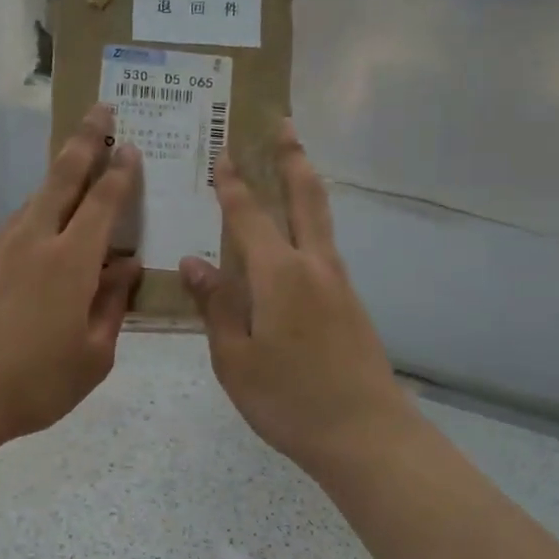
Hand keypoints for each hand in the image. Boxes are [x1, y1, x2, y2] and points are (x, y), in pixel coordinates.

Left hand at [0, 104, 142, 450]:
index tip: (129, 145)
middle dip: (84, 140)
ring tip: (76, 157)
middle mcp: (37, 242)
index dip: (119, 172)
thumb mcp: (93, 356)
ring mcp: (3, 250)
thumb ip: (112, 306)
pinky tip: (45, 216)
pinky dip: (39, 206)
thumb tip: (127, 267)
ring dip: (59, 172)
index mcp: (72, 262)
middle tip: (100, 110)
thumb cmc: (34, 382)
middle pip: (63, 178)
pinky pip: (19, 222)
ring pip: (37, 197)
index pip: (103, 203)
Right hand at [180, 120, 415, 478]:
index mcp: (278, 274)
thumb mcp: (234, 358)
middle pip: (305, 198)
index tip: (223, 150)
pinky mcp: (350, 303)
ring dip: (305, 186)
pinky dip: (310, 223)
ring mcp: (338, 283)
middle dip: (292, 158)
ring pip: (320, 220)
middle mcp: (313, 266)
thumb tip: (193, 262)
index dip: (232, 183)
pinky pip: (324, 247)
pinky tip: (297, 237)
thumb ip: (215, 306)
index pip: (248, 215)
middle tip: (284, 124)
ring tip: (293, 164)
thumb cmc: (288, 399)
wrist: (365, 435)